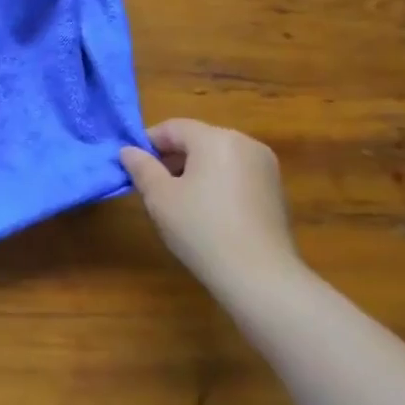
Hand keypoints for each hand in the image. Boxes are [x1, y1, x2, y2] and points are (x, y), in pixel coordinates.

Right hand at [120, 119, 301, 288]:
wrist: (259, 276)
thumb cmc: (201, 229)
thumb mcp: (159, 197)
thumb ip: (141, 168)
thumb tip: (128, 151)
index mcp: (216, 138)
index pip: (173, 128)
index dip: (148, 143)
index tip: (132, 166)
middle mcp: (245, 143)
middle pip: (198, 140)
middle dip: (172, 158)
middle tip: (152, 186)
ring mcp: (265, 167)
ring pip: (218, 158)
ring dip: (194, 171)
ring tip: (177, 201)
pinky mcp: (275, 191)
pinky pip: (236, 175)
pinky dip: (217, 184)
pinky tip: (207, 213)